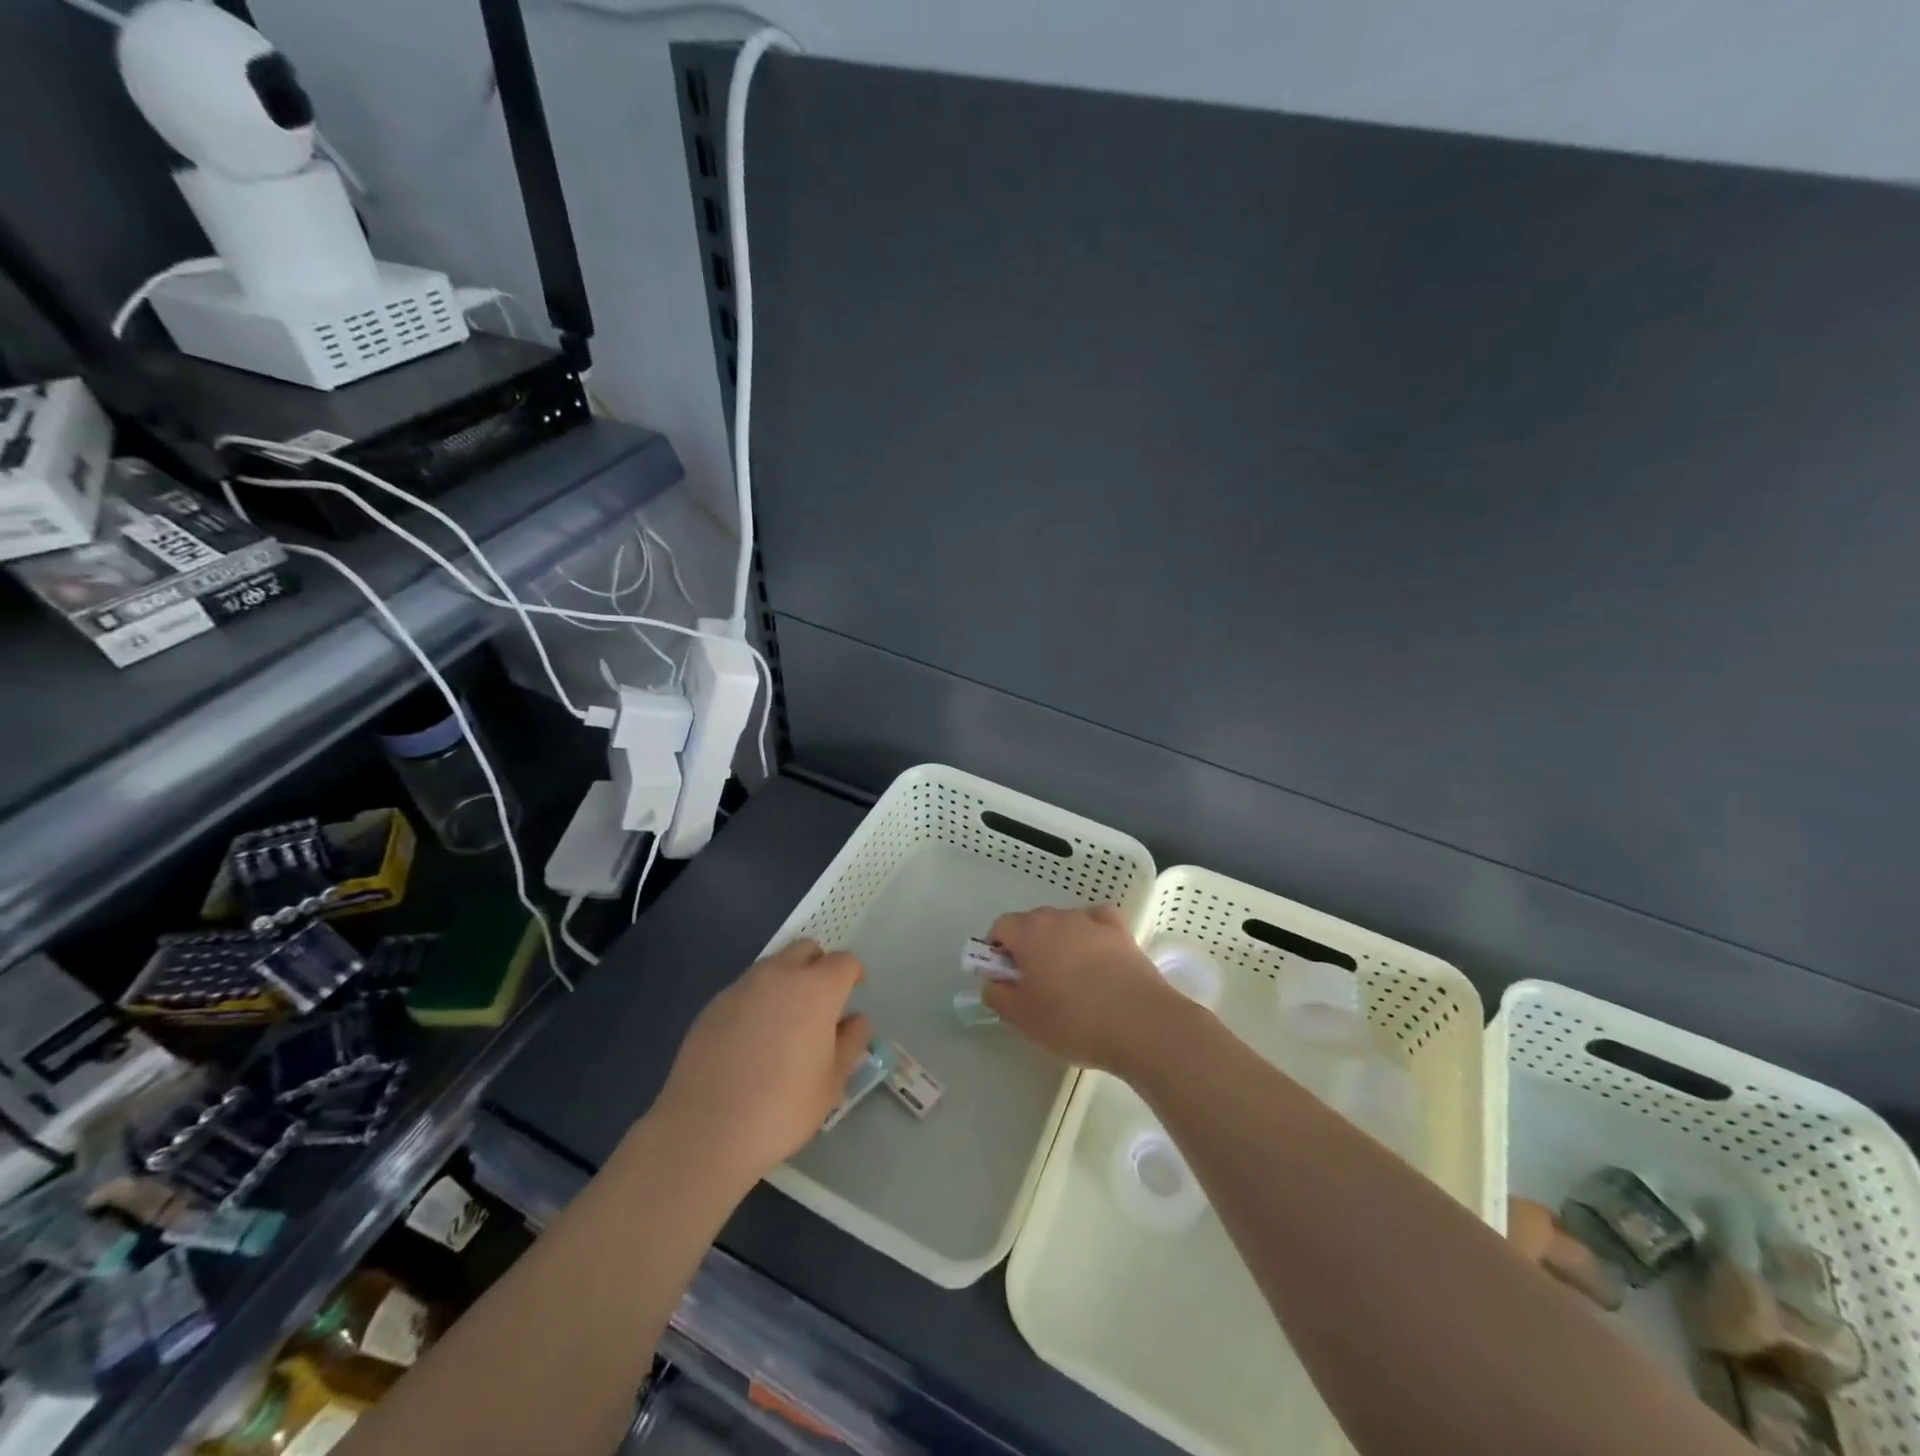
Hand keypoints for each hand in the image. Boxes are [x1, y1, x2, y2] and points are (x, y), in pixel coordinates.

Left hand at [652, 939, 871, 1184]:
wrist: (705, 1129)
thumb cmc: (782, 1107)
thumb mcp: (832, 1082)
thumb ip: (851, 1042)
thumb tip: (854, 1020)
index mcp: (817, 988)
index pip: (844, 962)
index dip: (853, 974)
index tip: (853, 991)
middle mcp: (780, 975)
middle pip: (807, 949)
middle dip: (819, 966)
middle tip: (820, 1000)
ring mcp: (742, 986)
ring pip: (773, 965)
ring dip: (787, 979)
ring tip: (785, 1020)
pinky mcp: (713, 1004)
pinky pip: (746, 989)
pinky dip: (757, 1000)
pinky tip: (751, 1038)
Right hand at [983, 906, 1180, 1075]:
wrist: (1140, 1024)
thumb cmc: (1072, 1020)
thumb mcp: (1023, 1018)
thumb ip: (998, 996)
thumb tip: (992, 982)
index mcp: (1029, 933)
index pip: (1001, 926)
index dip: (997, 950)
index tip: (1004, 978)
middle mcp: (1058, 917)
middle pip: (1032, 923)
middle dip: (1027, 947)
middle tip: (1035, 985)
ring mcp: (1092, 921)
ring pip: (1064, 924)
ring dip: (1059, 943)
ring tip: (1070, 980)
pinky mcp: (1121, 932)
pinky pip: (1097, 923)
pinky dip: (1091, 934)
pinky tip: (1096, 956)